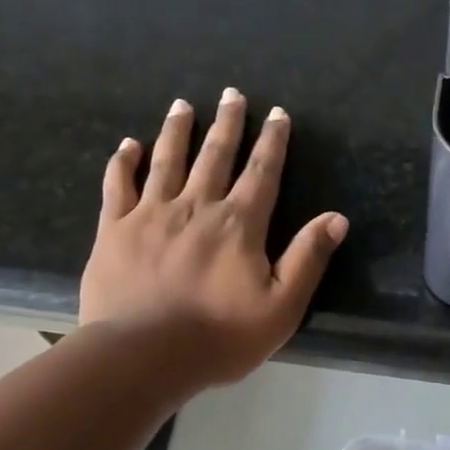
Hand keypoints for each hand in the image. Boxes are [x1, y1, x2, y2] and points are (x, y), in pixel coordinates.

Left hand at [79, 89, 347, 387]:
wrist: (143, 355)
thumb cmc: (219, 337)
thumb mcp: (281, 307)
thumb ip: (307, 258)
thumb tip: (337, 218)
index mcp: (239, 224)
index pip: (261, 173)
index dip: (272, 142)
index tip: (277, 113)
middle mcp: (196, 206)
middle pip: (215, 155)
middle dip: (227, 123)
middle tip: (231, 93)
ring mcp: (151, 214)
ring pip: (167, 160)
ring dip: (177, 131)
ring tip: (182, 105)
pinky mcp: (113, 229)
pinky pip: (118, 186)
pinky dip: (123, 163)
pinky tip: (127, 146)